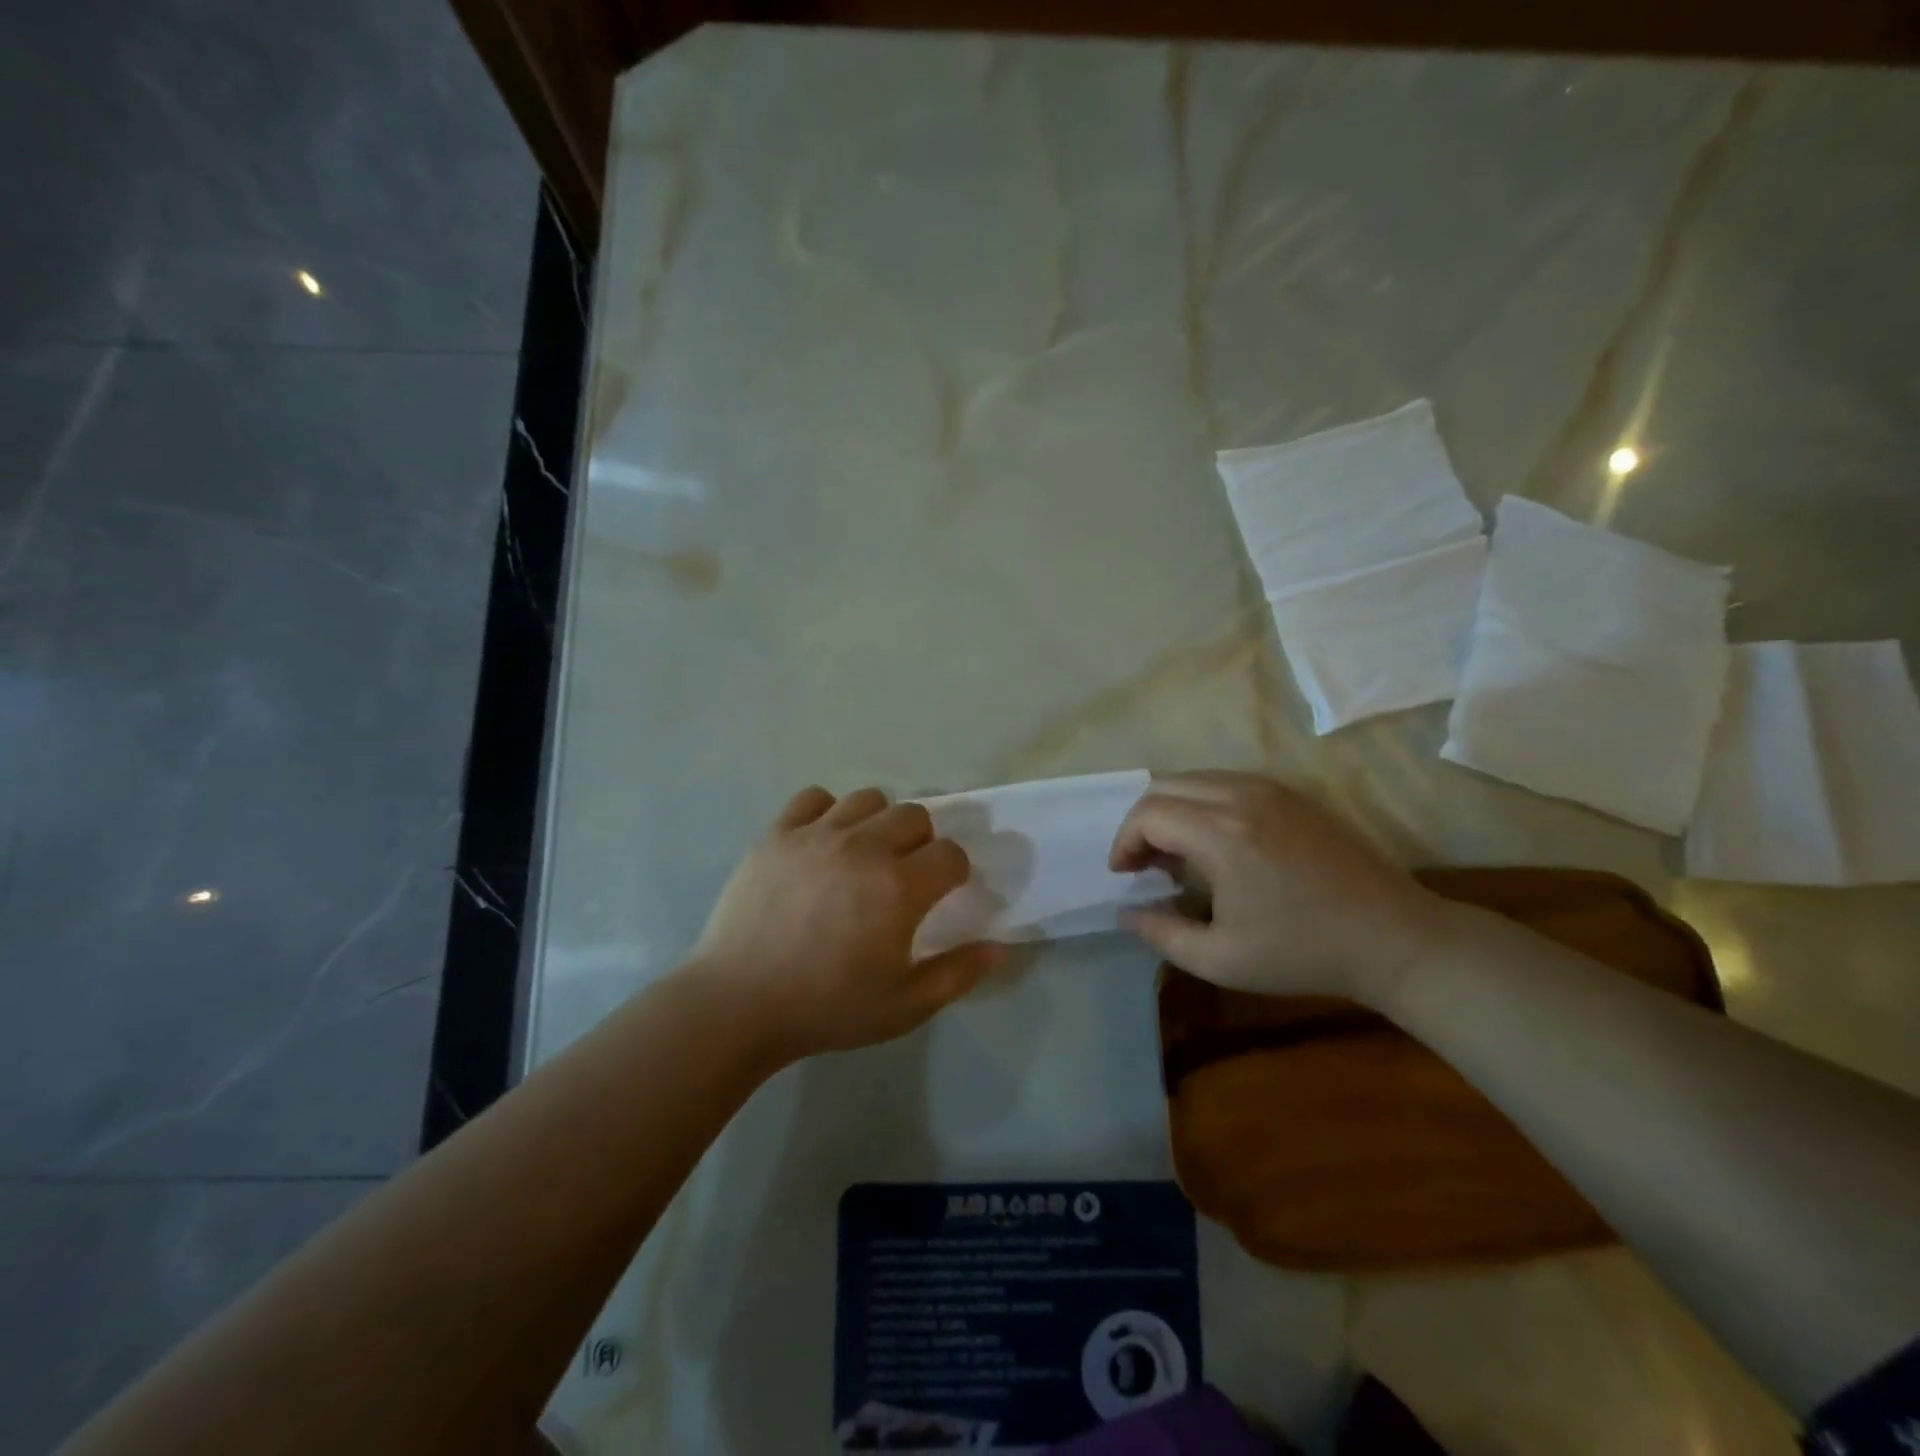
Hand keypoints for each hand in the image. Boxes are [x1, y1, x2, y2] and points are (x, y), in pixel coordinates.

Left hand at [688, 786, 999, 1062]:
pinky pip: (814, 797)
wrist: (737, 1004)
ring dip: (877, 822)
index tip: (942, 893)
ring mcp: (817, 834)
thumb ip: (957, 974)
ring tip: (862, 855)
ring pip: (868, 799)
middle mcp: (864, 847)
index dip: (955, 873)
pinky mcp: (777, 833)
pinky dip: (826, 812)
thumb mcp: (904, 1007)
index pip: (951, 854)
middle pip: (915, 815)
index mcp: (899, 887)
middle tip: (903, 875)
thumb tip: (998, 947)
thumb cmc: (826, 1008)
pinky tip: (820, 842)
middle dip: (921, 841)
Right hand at [1108, 771, 1442, 1003]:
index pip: (1147, 815)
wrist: (1395, 939)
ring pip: (1195, 778)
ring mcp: (1271, 789)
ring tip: (1177, 856)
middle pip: (1164, 786)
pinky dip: (1203, 803)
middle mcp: (1241, 796)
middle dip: (1141, 822)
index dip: (1124, 842)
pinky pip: (1227, 781)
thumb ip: (1161, 933)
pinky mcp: (1293, 794)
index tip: (1124, 876)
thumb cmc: (1304, 952)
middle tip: (1145, 865)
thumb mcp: (1221, 959)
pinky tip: (1216, 843)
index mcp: (1221, 834)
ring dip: (1172, 809)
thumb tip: (1125, 912)